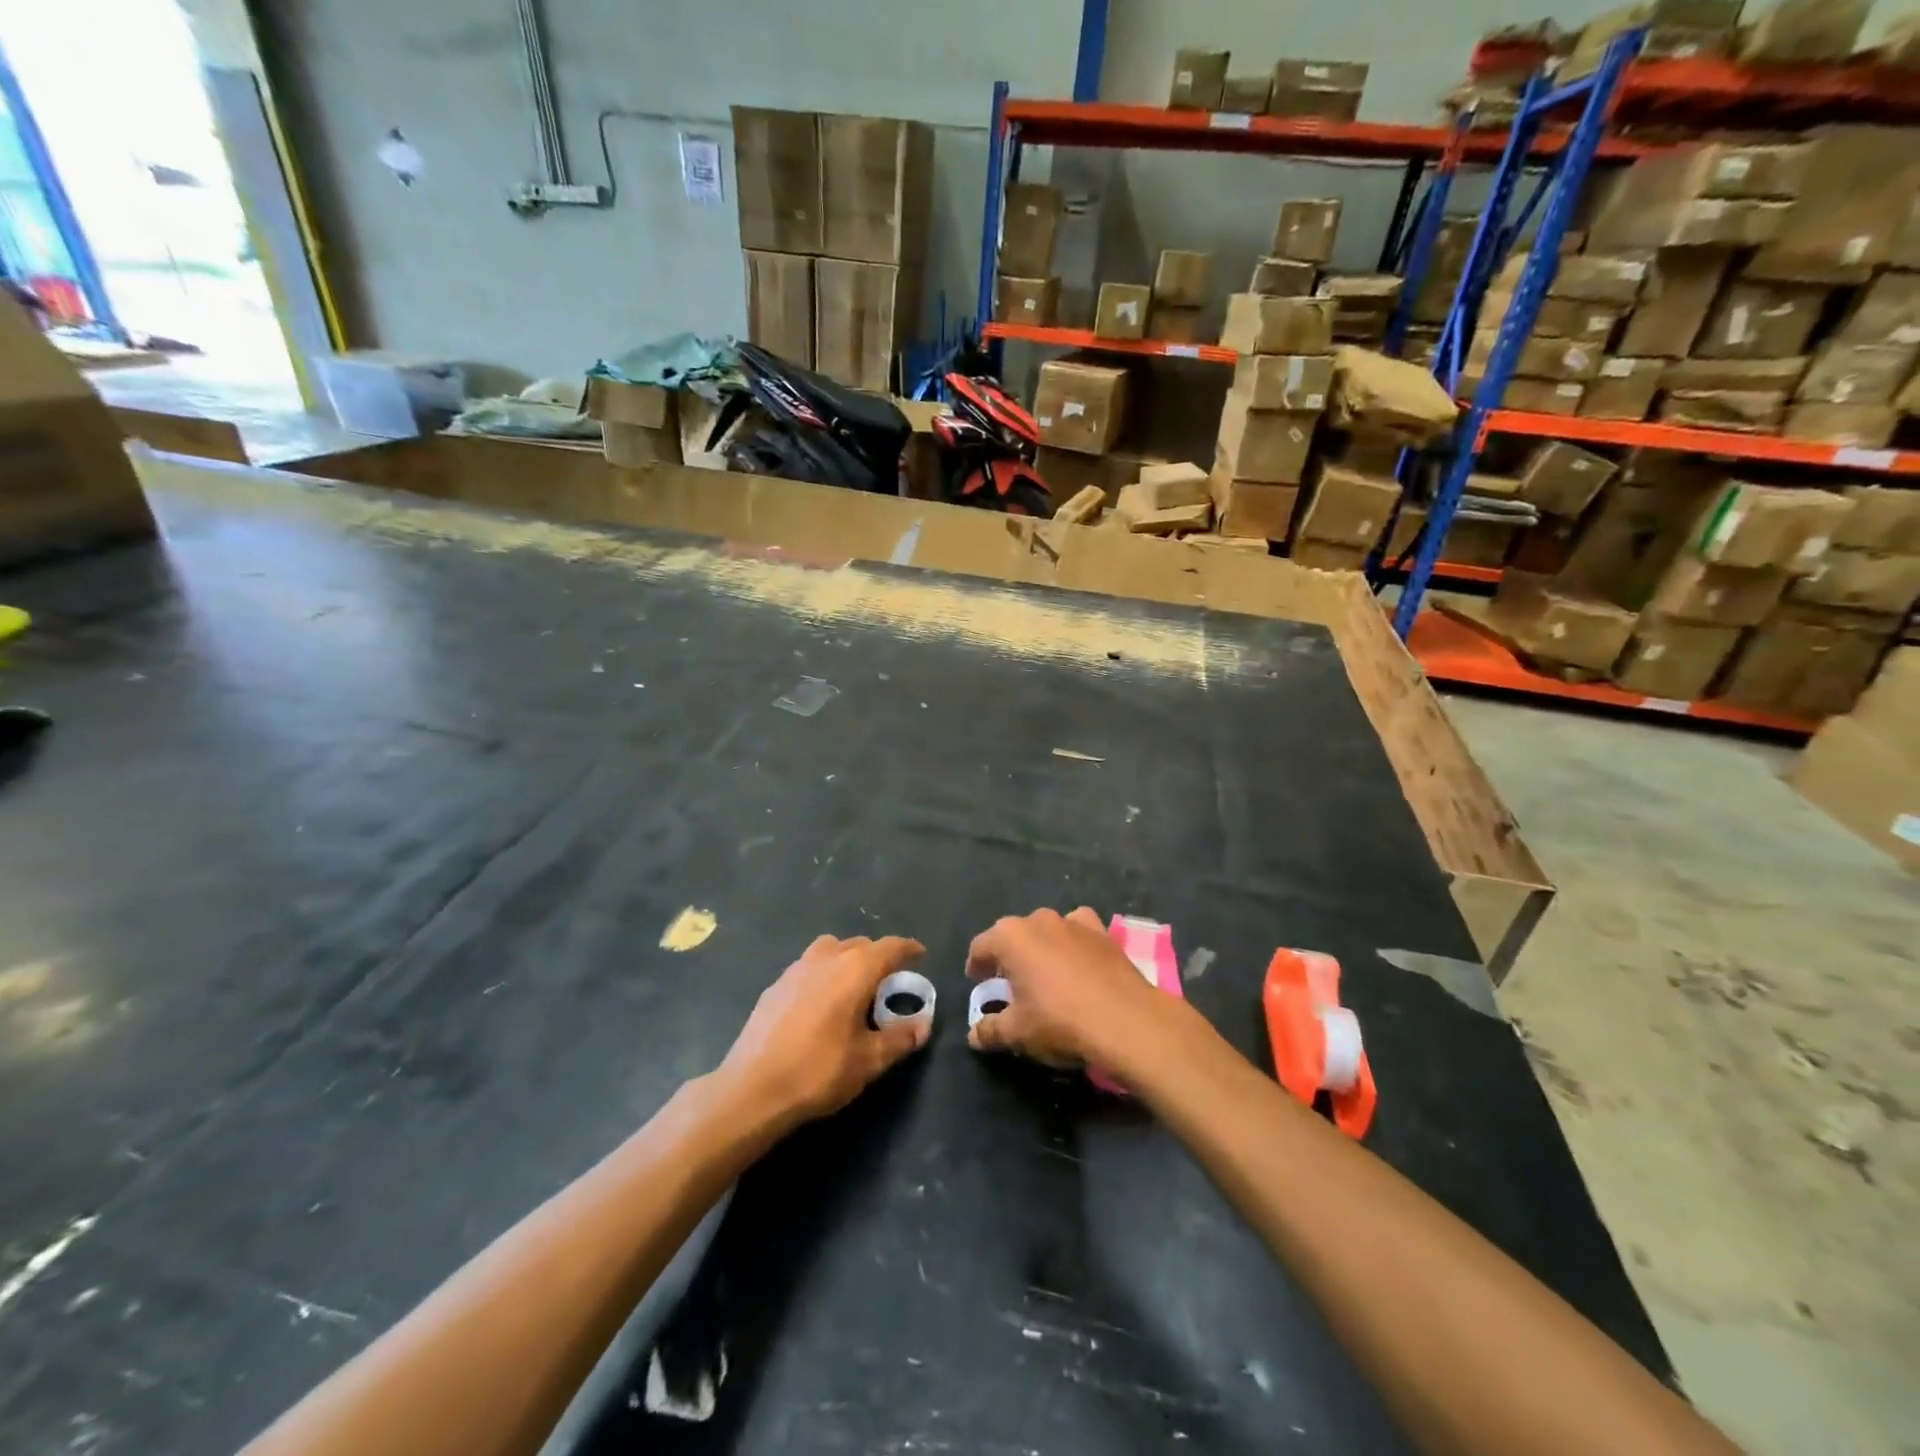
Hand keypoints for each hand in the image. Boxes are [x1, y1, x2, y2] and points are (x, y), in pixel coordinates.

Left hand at [717, 934, 929, 1133]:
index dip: (908, 949)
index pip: (889, 947)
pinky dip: (823, 974)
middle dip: (878, 957)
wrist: (752, 1089)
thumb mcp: (869, 1061)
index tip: (919, 955)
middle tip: (889, 981)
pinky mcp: (775, 986)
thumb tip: (922, 1026)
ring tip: (854, 987)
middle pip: (859, 945)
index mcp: (854, 969)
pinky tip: (821, 1003)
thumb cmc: (819, 1071)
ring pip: (830, 950)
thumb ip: (900, 1038)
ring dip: (847, 960)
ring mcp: (796, 969)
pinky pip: (809, 967)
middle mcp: (826, 958)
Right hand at [965, 907, 1171, 1067]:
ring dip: (1042, 948)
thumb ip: (990, 1030)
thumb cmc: (1059, 1021)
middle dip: (1009, 956)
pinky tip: (1079, 966)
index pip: (981, 947)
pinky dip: (1074, 945)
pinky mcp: (1103, 932)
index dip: (976, 966)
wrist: (1126, 1020)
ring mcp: (1074, 922)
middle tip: (1010, 984)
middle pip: (1014, 935)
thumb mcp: (1017, 1033)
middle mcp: (1039, 919)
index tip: (978, 983)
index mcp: (1010, 937)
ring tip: (1046, 975)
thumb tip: (973, 1035)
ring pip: (1048, 931)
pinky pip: (1079, 933)